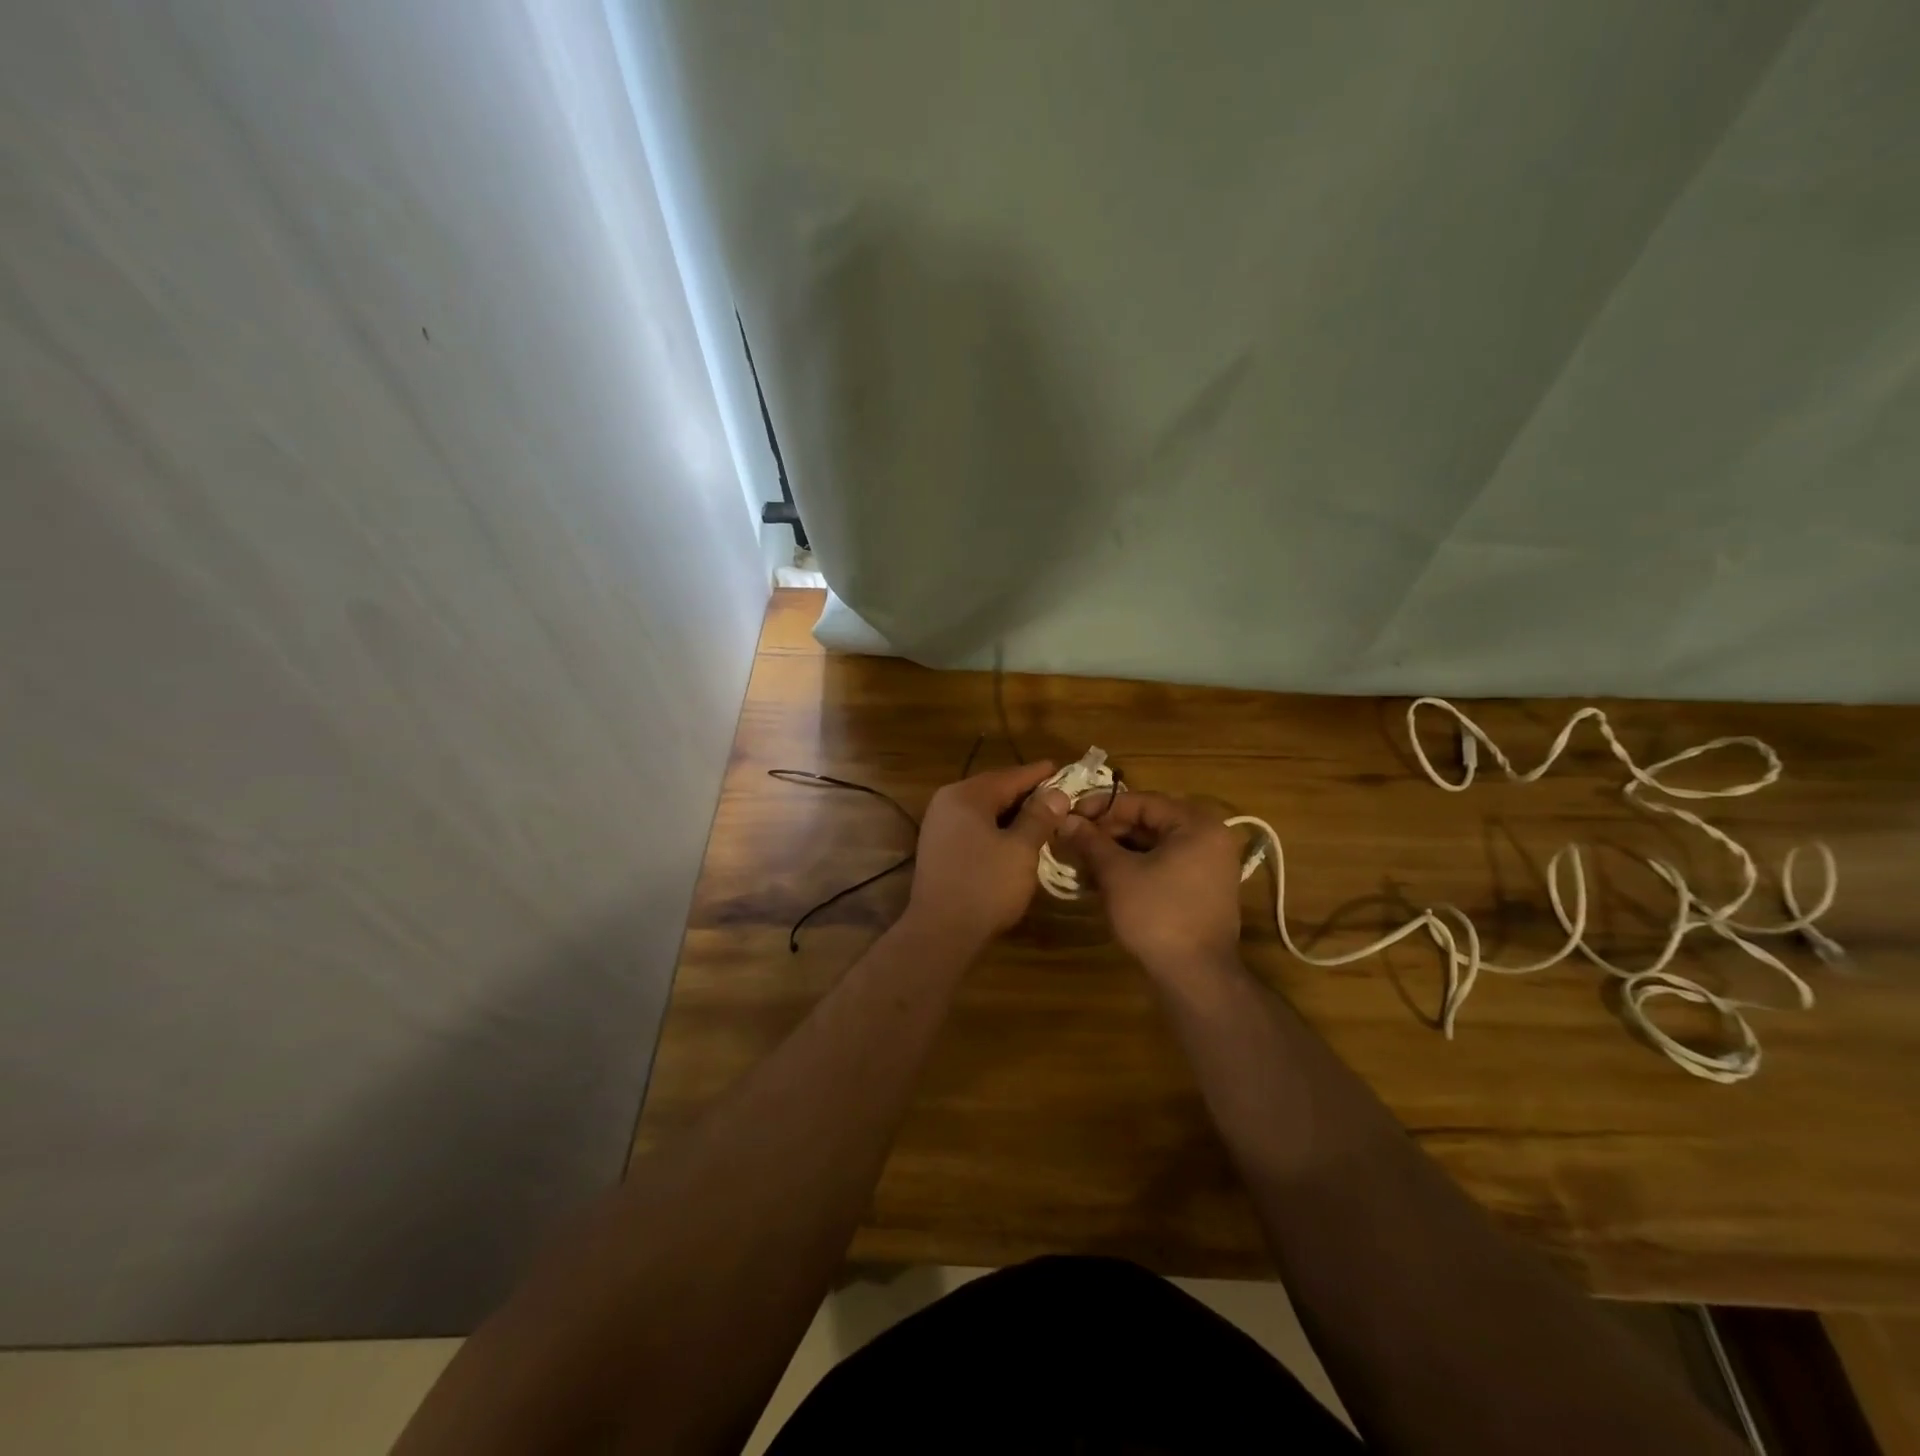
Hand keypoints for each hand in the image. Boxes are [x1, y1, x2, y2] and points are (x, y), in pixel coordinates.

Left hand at [906, 762, 1070, 945]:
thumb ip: (1039, 817)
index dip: (1040, 774)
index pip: (1010, 776)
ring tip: (1044, 818)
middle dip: (1027, 794)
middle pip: (995, 790)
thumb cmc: (985, 886)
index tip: (1064, 769)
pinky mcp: (938, 848)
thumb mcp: (1020, 849)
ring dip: (1012, 813)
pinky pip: (973, 827)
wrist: (940, 932)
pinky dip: (996, 828)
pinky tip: (1016, 839)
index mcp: (966, 795)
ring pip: (984, 810)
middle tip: (1059, 796)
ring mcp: (938, 825)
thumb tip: (1057, 793)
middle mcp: (947, 802)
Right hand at [1054, 792, 1244, 978]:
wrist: (1196, 976)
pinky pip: (1165, 864)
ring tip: (1084, 860)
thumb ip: (1091, 841)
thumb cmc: (1157, 915)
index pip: (1141, 802)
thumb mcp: (1117, 874)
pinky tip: (1106, 878)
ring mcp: (1210, 865)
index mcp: (1196, 824)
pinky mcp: (1203, 889)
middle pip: (1149, 822)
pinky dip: (1136, 867)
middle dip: (1109, 831)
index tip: (1069, 817)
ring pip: (1155, 845)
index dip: (1101, 808)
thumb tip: (1065, 820)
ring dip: (1118, 850)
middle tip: (1074, 840)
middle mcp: (1210, 837)